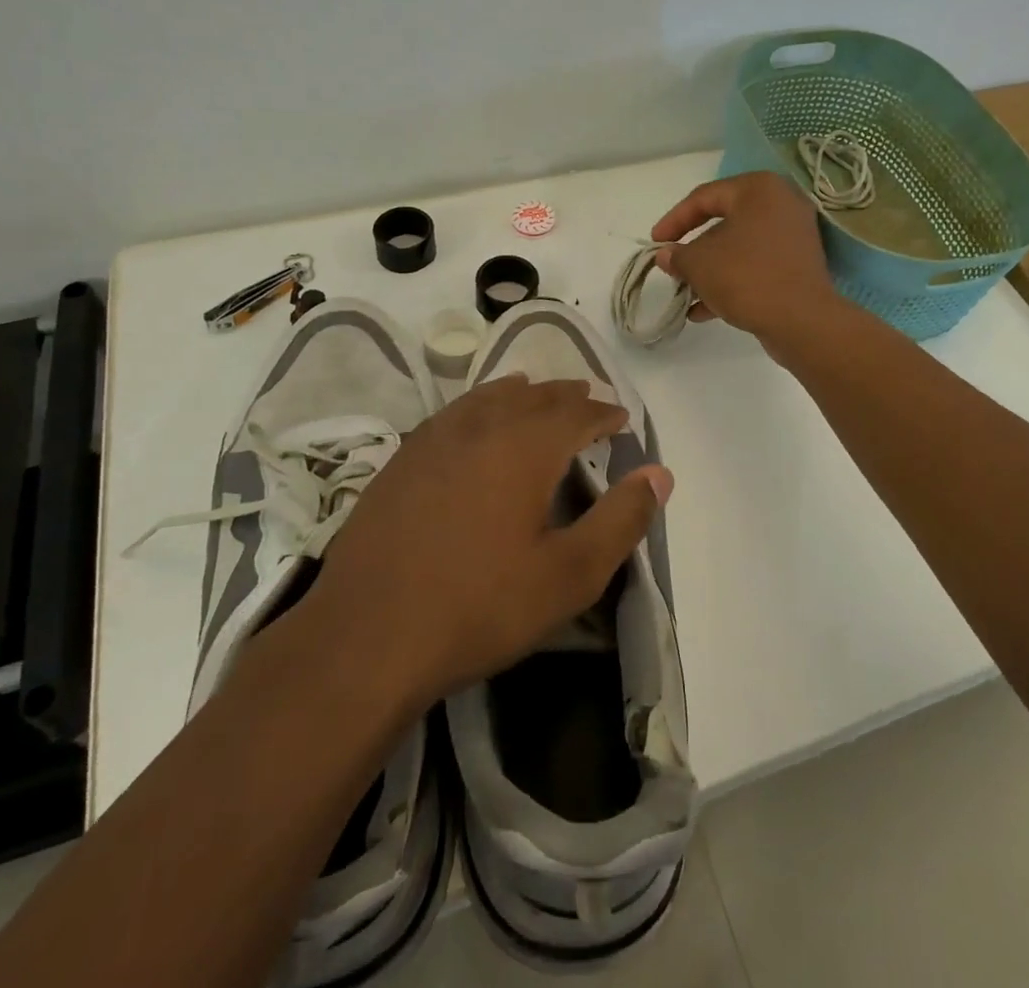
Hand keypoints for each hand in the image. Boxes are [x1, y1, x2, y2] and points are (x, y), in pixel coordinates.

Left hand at [294, 376, 671, 709]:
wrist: (367, 636)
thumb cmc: (479, 606)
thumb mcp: (569, 574)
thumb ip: (620, 520)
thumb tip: (661, 474)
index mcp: (525, 447)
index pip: (576, 413)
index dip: (604, 412)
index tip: (621, 416)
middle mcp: (481, 427)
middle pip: (532, 396)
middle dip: (565, 395)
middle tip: (587, 397)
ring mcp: (434, 439)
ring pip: (488, 397)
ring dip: (520, 392)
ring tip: (535, 392)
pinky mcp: (401, 459)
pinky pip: (453, 413)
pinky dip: (478, 405)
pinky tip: (474, 421)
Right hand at [651, 171, 840, 350]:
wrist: (802, 320)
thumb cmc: (746, 277)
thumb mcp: (699, 264)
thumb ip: (677, 255)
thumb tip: (666, 256)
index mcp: (758, 189)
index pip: (704, 197)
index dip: (673, 220)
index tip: (655, 244)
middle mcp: (780, 204)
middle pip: (723, 223)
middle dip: (693, 250)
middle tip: (672, 268)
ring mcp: (793, 236)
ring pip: (739, 248)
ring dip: (710, 270)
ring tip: (686, 294)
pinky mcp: (798, 265)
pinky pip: (756, 265)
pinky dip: (731, 281)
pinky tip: (704, 311)